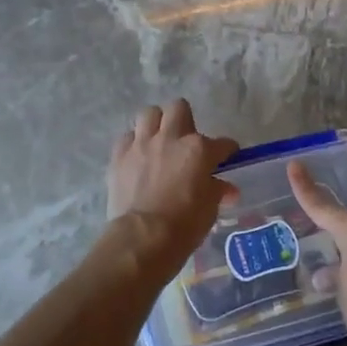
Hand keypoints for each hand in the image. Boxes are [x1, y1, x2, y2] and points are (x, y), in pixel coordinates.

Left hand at [108, 100, 238, 270]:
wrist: (143, 237)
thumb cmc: (185, 225)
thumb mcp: (209, 209)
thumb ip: (217, 191)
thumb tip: (227, 189)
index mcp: (198, 149)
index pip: (222, 143)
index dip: (227, 150)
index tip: (227, 156)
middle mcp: (170, 138)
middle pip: (179, 109)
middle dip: (185, 120)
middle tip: (186, 140)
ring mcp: (142, 144)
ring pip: (149, 114)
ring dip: (156, 124)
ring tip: (159, 140)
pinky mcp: (119, 155)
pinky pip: (127, 137)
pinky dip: (134, 144)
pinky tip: (137, 157)